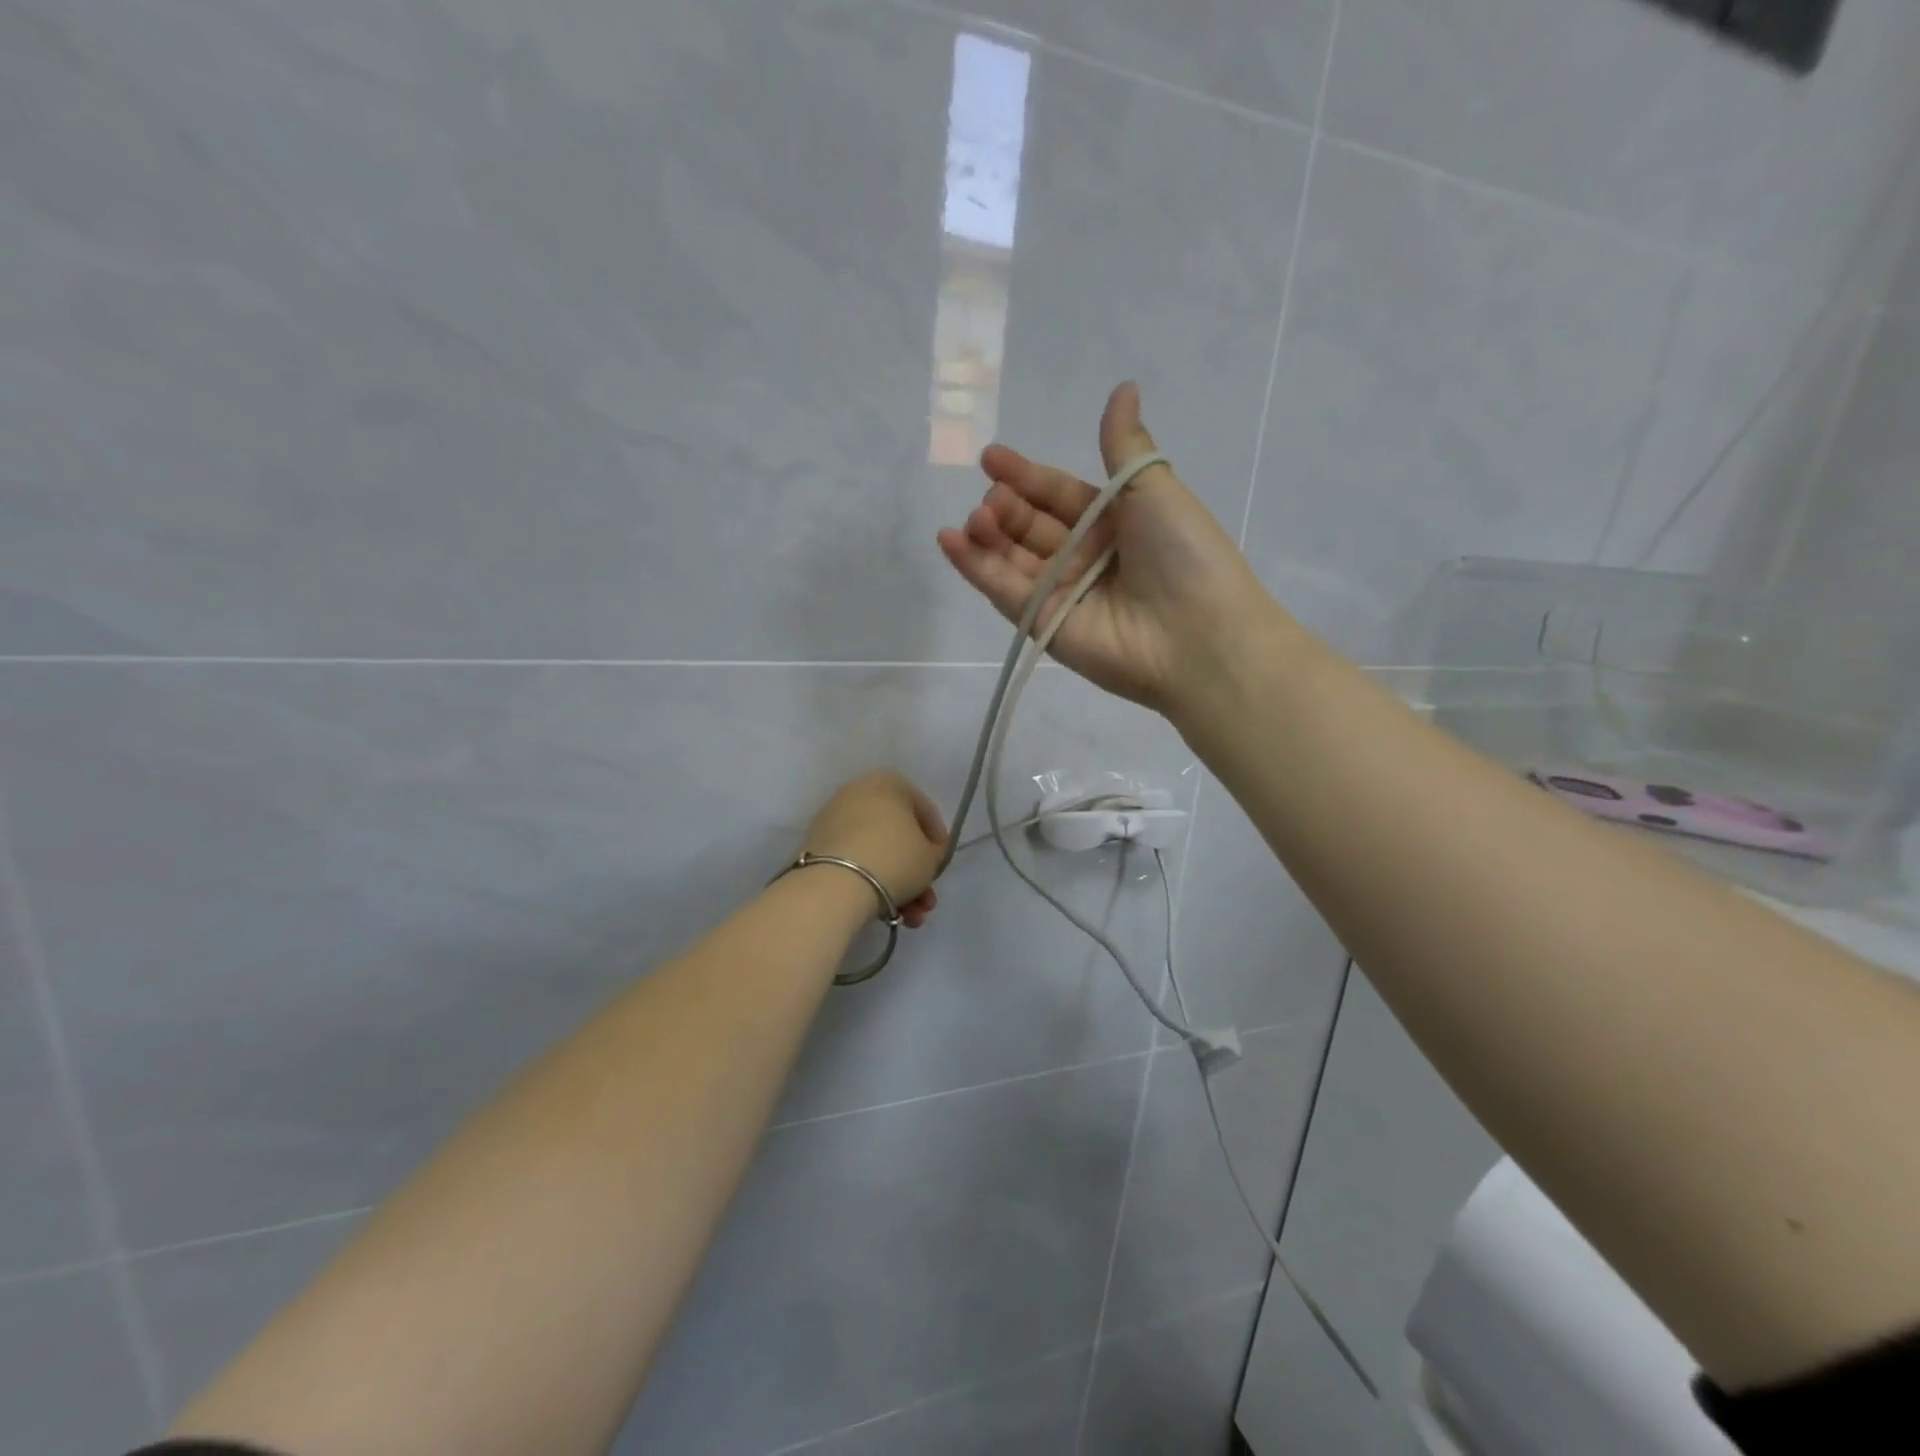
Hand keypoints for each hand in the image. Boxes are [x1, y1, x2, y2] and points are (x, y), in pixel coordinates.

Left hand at [800, 771, 947, 927]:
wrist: (835, 884)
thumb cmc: (894, 859)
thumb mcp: (931, 857)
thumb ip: (934, 852)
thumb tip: (925, 854)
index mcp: (889, 783)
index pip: (924, 811)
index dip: (938, 842)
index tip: (940, 867)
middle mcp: (858, 792)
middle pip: (897, 835)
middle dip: (915, 872)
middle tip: (925, 901)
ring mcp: (834, 818)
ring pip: (876, 851)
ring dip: (898, 885)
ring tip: (909, 917)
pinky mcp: (816, 845)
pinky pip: (854, 861)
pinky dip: (870, 882)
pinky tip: (885, 912)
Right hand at [937, 382, 1271, 712]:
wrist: (1196, 634)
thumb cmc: (1182, 552)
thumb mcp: (1154, 487)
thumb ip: (1124, 443)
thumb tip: (1124, 385)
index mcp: (1112, 522)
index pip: (1057, 494)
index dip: (1026, 476)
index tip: (991, 458)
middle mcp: (1084, 556)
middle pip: (1030, 526)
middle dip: (1006, 507)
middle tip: (994, 497)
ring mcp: (1061, 593)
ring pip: (1011, 558)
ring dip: (987, 534)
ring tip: (976, 518)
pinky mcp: (1043, 625)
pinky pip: (1004, 592)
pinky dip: (974, 567)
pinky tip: (949, 540)